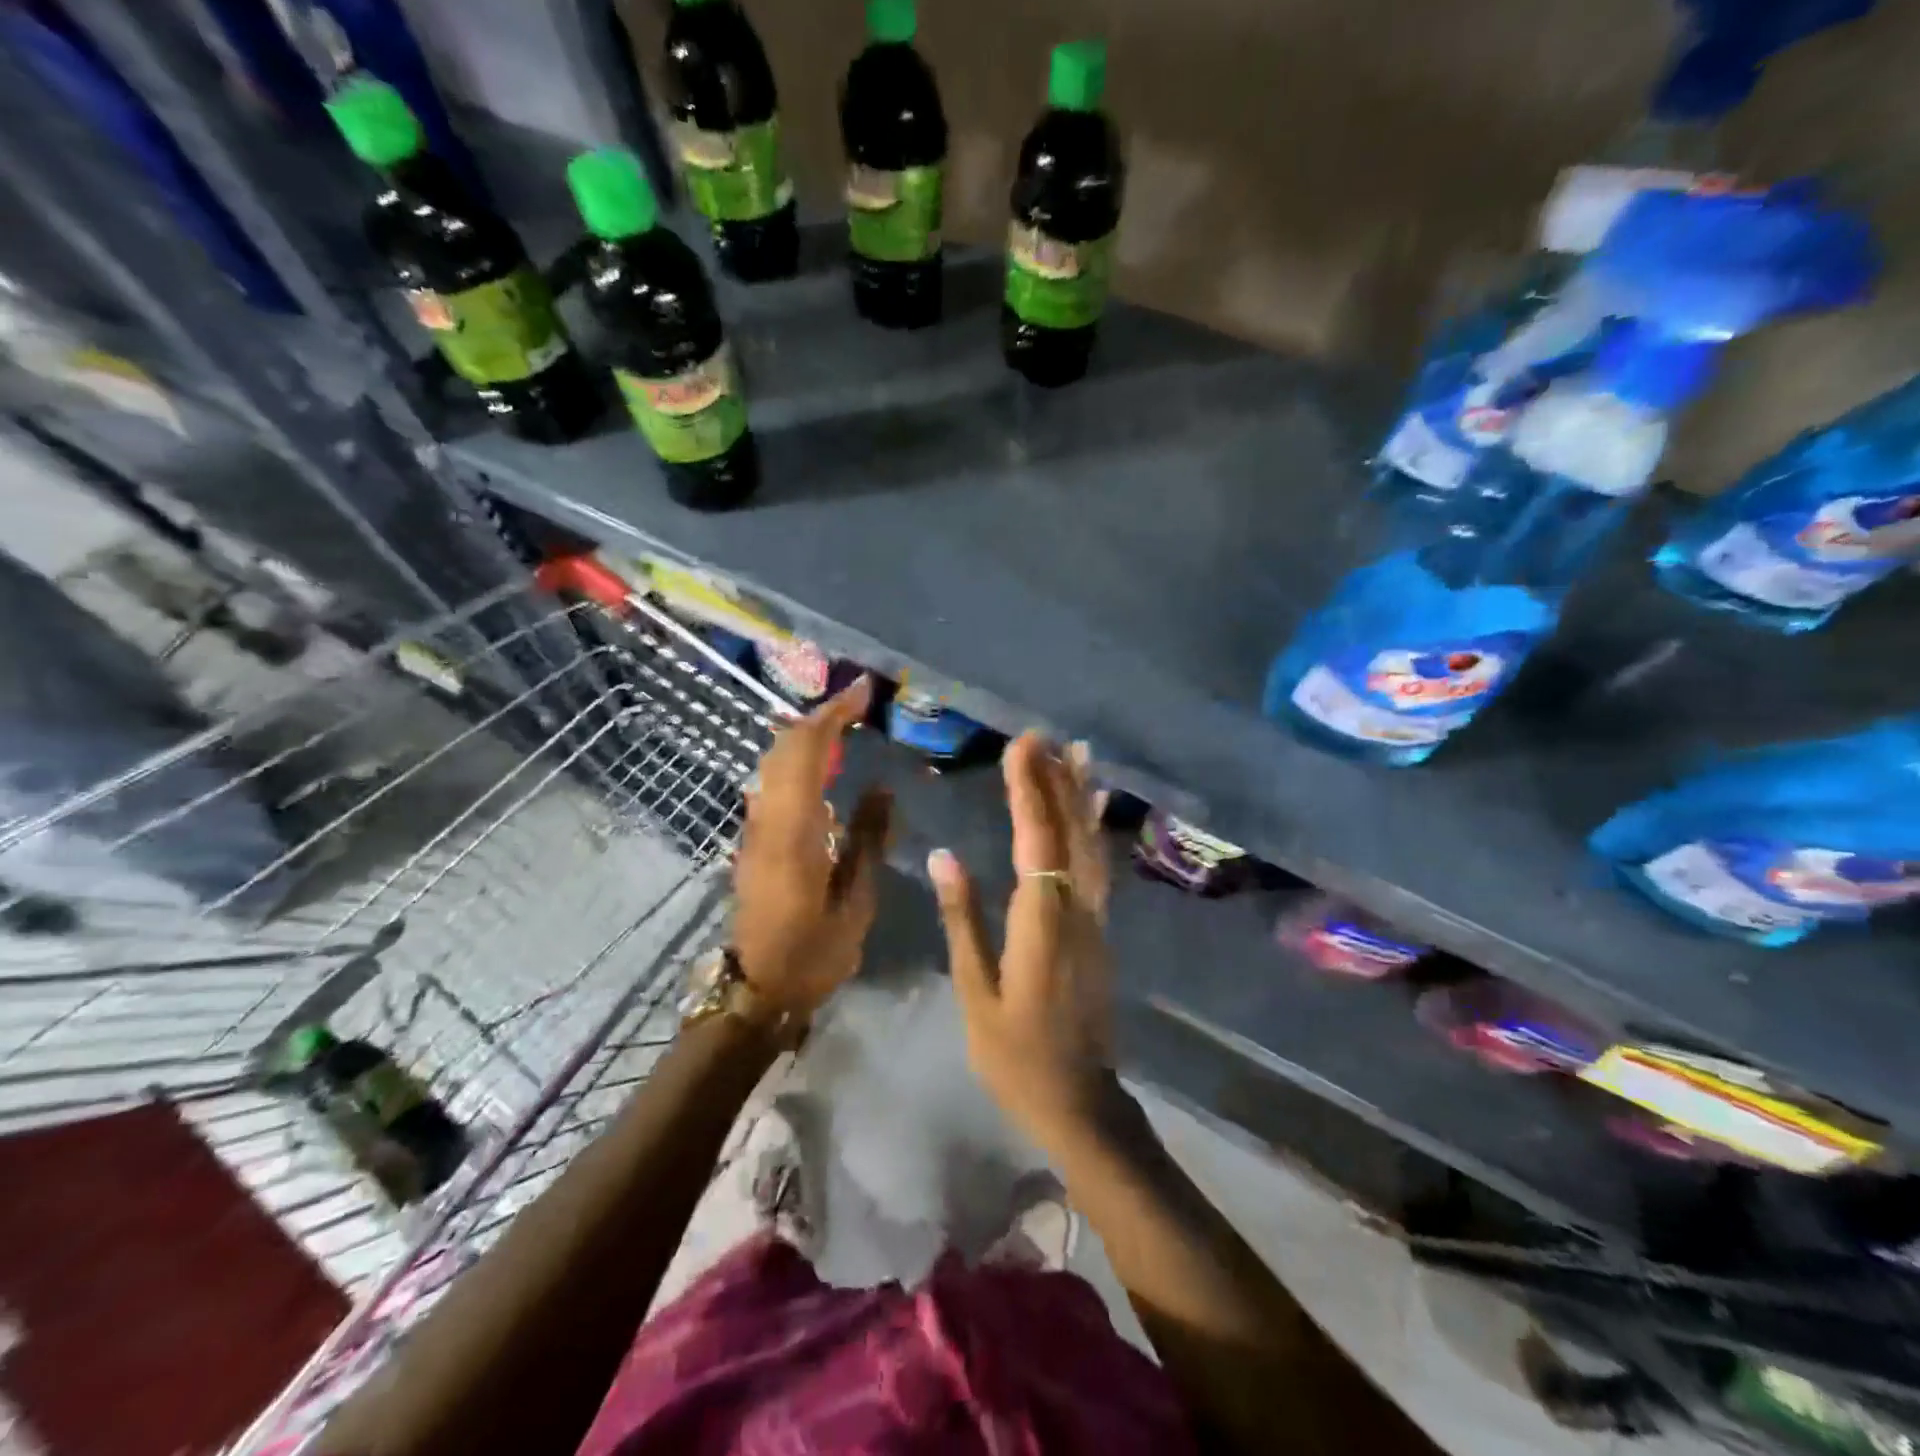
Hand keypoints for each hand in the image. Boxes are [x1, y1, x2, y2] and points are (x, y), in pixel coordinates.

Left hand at [734, 677, 891, 1016]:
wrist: (758, 988)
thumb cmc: (814, 952)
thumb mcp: (856, 900)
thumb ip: (868, 838)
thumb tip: (883, 787)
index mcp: (794, 831)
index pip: (808, 751)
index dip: (835, 714)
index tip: (865, 691)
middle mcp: (767, 818)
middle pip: (785, 746)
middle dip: (822, 715)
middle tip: (861, 702)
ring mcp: (755, 827)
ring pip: (775, 761)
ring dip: (808, 734)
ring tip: (847, 724)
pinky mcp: (754, 838)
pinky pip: (774, 781)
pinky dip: (799, 758)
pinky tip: (825, 765)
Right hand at [928, 733, 1116, 1151]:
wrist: (1079, 1101)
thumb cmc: (1015, 1054)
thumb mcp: (977, 991)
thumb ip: (963, 919)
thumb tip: (943, 855)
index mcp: (1041, 923)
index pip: (1037, 841)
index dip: (1029, 790)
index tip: (1019, 747)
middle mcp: (1077, 910)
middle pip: (1070, 832)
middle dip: (1055, 779)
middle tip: (1041, 736)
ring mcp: (1096, 918)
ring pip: (1092, 844)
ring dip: (1082, 795)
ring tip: (1077, 752)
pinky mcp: (1101, 929)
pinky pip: (1100, 865)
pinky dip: (1096, 828)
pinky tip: (1094, 808)